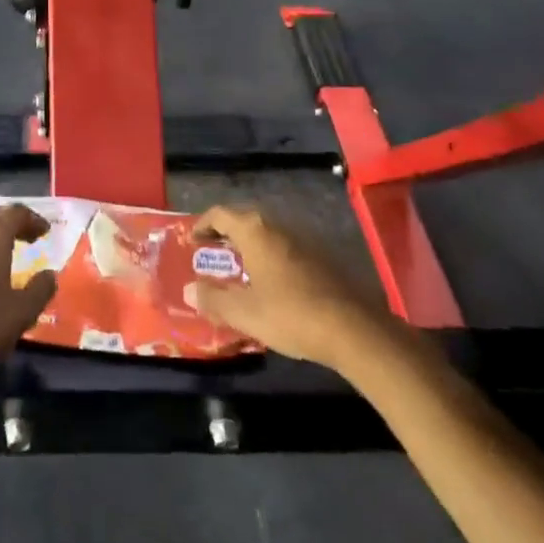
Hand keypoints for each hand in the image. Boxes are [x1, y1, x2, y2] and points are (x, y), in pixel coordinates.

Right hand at [188, 205, 389, 368]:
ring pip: (267, 234)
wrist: (353, 329)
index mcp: (255, 231)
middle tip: (212, 253)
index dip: (202, 224)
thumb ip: (214, 300)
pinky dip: (269, 257)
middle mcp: (278, 227)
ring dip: (249, 246)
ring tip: (238, 269)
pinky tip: (271, 283)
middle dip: (226, 234)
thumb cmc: (290, 314)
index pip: (220, 214)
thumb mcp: (244, 312)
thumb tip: (189, 291)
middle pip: (244, 220)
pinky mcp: (322, 257)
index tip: (192, 240)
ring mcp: (303, 240)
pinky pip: (284, 248)